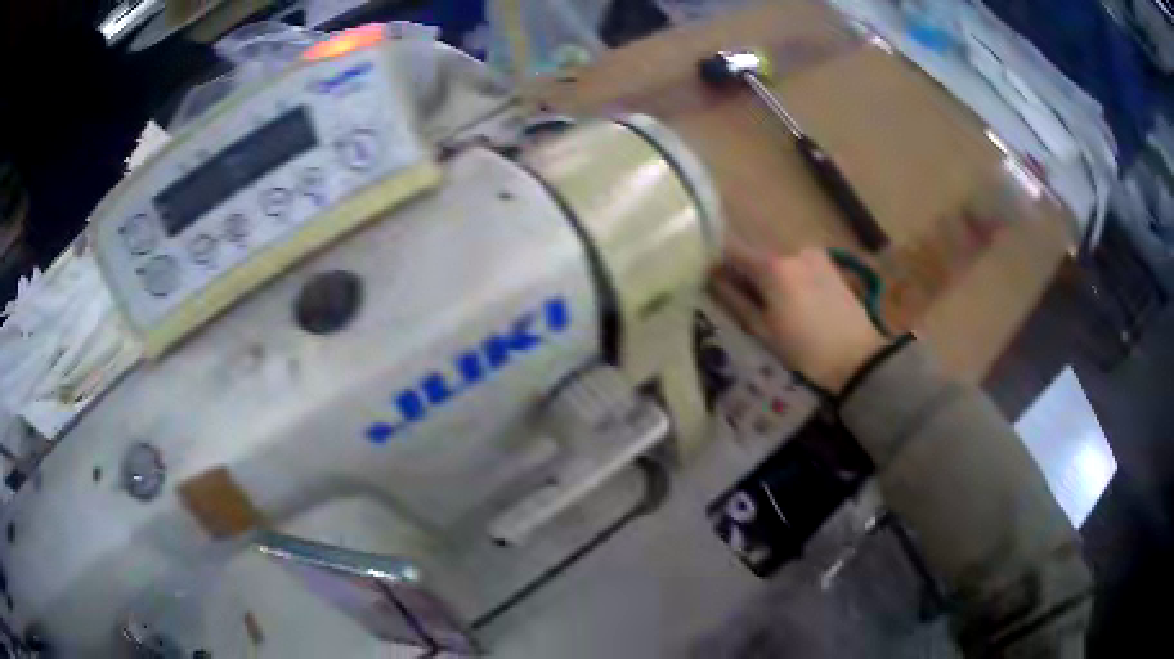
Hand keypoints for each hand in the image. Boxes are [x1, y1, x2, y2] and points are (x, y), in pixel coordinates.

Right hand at [715, 241, 886, 393]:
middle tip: (737, 300)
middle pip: (756, 255)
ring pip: (777, 260)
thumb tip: (710, 279)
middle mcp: (791, 249)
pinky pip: (796, 265)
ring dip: (767, 276)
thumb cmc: (806, 350)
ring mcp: (813, 254)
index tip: (706, 278)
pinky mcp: (829, 264)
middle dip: (743, 272)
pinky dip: (787, 278)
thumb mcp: (763, 330)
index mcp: (771, 265)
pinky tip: (792, 303)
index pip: (731, 250)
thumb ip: (734, 299)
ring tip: (768, 307)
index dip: (715, 262)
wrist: (858, 357)